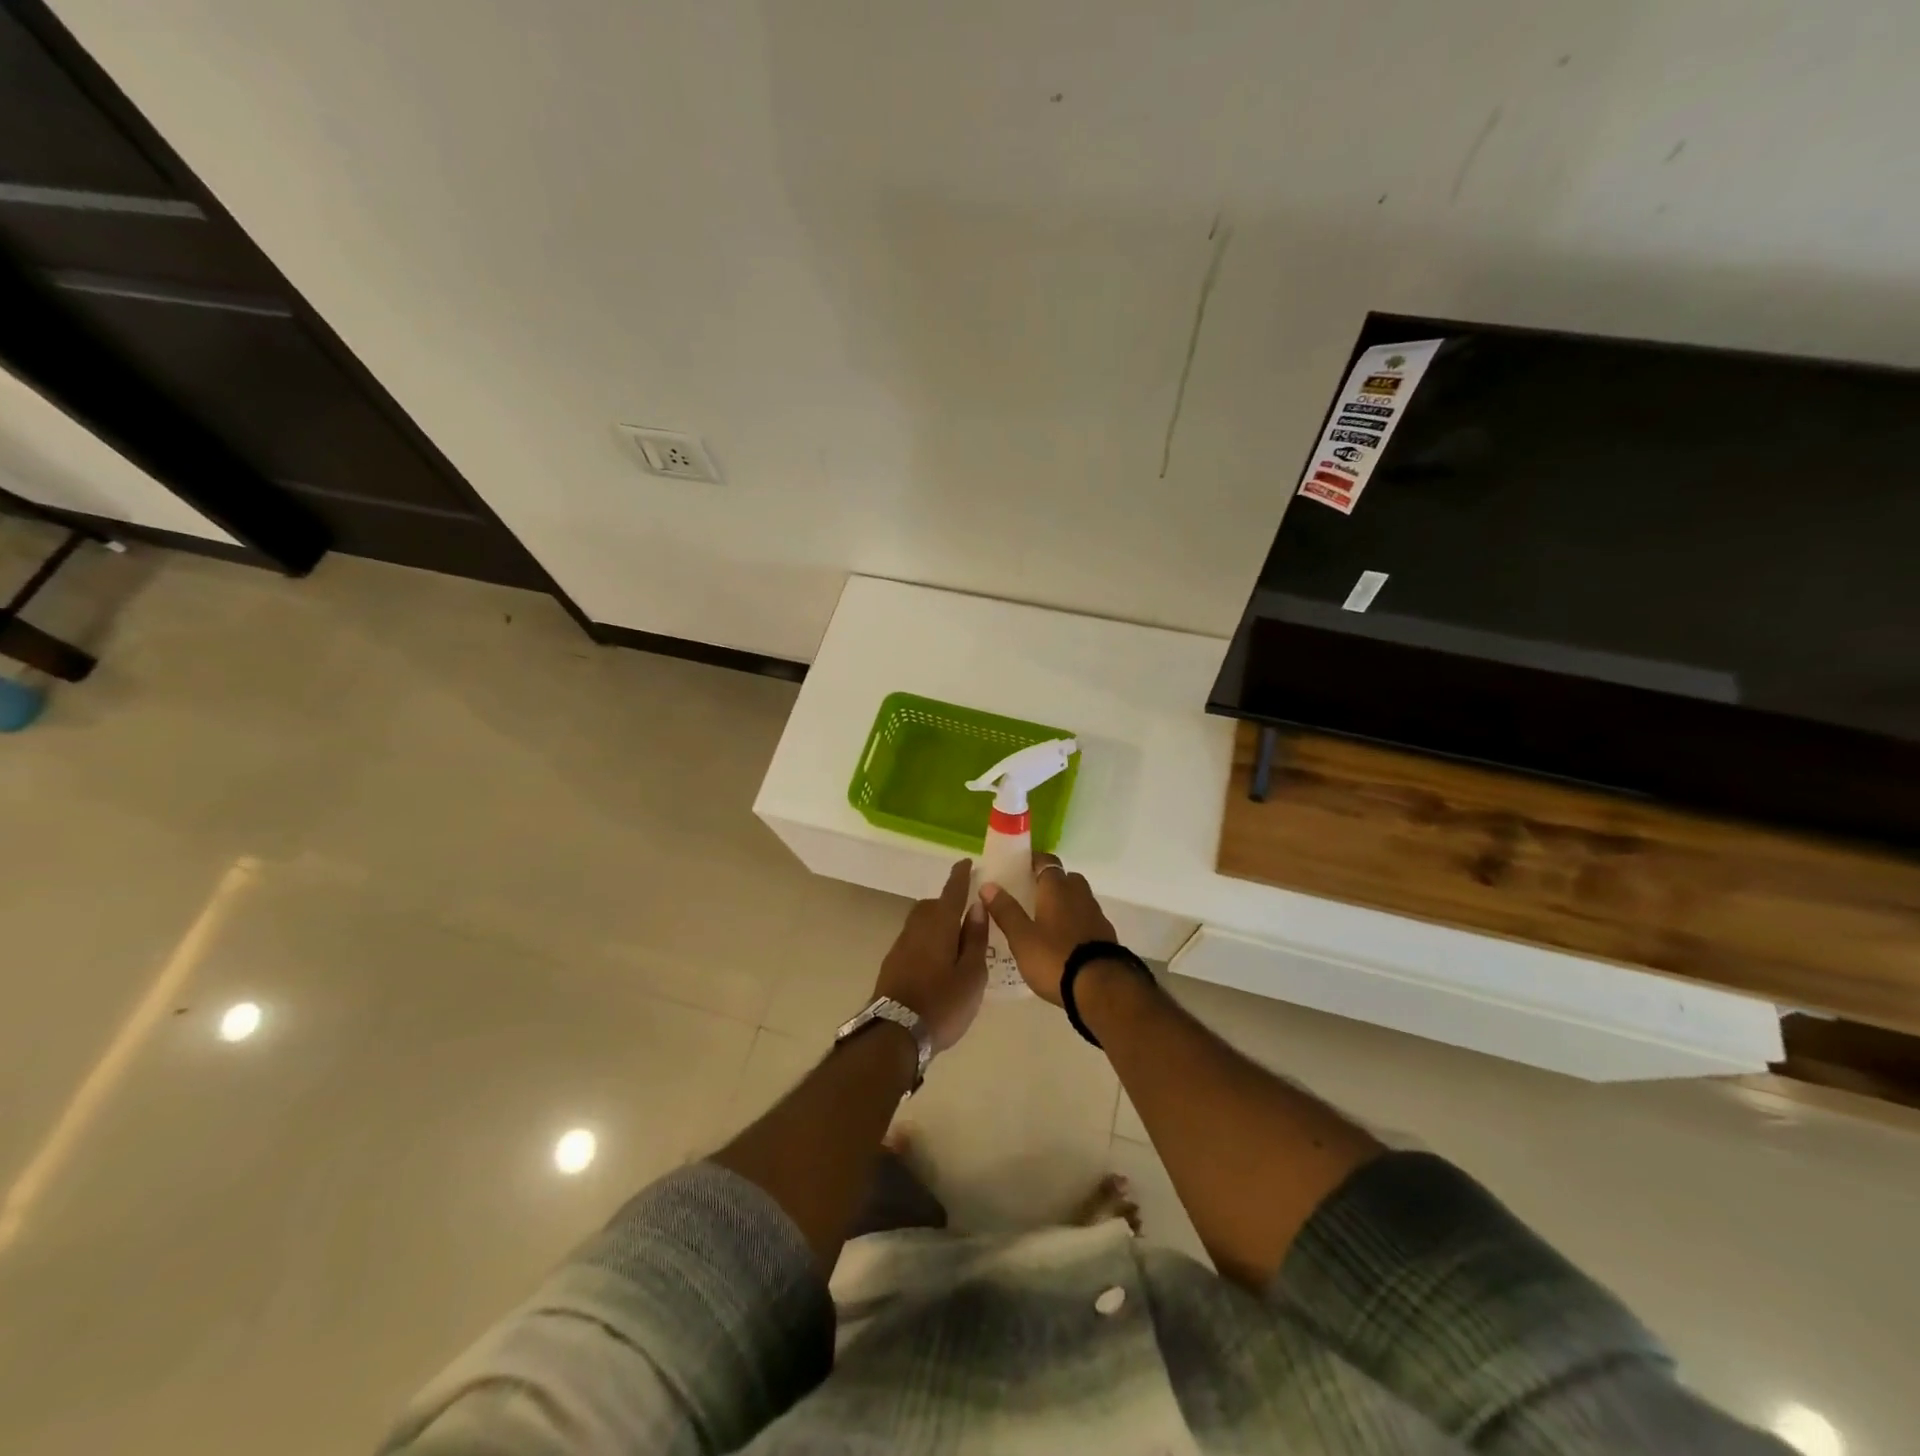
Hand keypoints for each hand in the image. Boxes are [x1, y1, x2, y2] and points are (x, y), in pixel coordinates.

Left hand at [874, 859, 988, 1051]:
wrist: (895, 1033)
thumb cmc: (943, 1003)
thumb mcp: (972, 974)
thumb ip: (974, 938)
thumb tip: (976, 906)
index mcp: (939, 925)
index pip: (951, 892)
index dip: (960, 876)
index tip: (966, 862)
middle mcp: (916, 928)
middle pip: (932, 906)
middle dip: (947, 903)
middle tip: (966, 913)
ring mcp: (900, 946)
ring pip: (920, 923)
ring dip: (936, 923)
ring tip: (954, 940)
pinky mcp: (892, 964)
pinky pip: (914, 940)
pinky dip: (927, 941)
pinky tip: (937, 960)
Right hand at [980, 853, 1116, 1005]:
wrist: (1101, 988)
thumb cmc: (1055, 958)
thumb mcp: (1022, 938)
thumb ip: (1005, 910)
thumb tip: (988, 885)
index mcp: (1057, 888)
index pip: (1046, 861)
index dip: (1033, 861)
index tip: (1018, 868)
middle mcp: (1079, 894)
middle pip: (1065, 879)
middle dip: (1050, 883)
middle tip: (1030, 897)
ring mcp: (1096, 915)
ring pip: (1078, 899)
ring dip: (1064, 904)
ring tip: (1045, 922)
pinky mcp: (1106, 936)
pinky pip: (1087, 920)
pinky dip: (1076, 924)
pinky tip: (1064, 942)